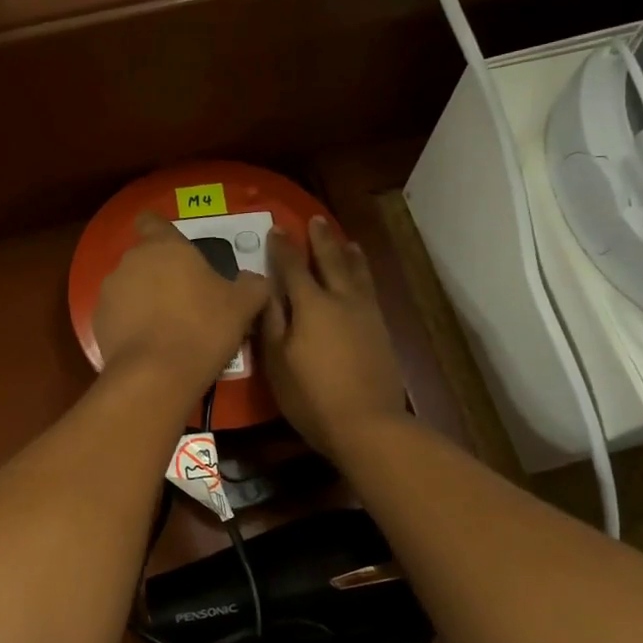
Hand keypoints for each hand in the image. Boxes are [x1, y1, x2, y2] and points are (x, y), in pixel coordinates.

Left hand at [94, 214, 270, 397]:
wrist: (156, 375)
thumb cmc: (203, 327)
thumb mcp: (243, 306)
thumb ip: (252, 285)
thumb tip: (254, 280)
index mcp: (164, 246)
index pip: (152, 221)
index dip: (162, 232)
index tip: (178, 251)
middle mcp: (131, 261)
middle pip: (144, 257)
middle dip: (161, 272)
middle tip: (186, 298)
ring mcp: (109, 291)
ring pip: (129, 286)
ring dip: (144, 298)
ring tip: (167, 326)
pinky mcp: (97, 321)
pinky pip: (118, 314)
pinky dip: (130, 324)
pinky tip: (150, 345)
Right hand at [260, 217, 406, 457]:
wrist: (367, 423)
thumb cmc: (311, 395)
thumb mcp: (277, 361)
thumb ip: (270, 320)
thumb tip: (261, 287)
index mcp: (311, 304)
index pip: (293, 267)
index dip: (284, 247)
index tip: (278, 228)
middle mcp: (341, 300)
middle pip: (331, 260)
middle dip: (321, 239)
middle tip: (316, 219)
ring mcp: (366, 314)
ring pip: (357, 273)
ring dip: (348, 253)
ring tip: (346, 241)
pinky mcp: (381, 330)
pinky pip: (369, 290)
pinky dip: (363, 274)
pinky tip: (362, 278)